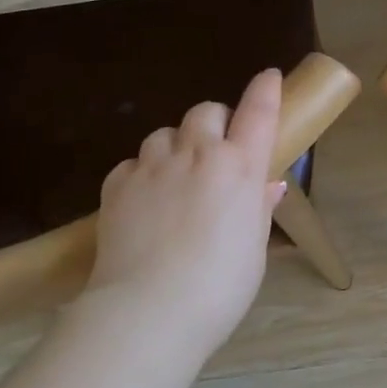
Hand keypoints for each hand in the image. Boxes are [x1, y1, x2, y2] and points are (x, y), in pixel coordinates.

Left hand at [86, 69, 286, 356]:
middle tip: (216, 150)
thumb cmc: (219, 287)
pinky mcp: (117, 184)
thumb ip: (259, 209)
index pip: (258, 112)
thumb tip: (267, 186)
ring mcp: (153, 166)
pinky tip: (144, 201)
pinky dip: (142, 173)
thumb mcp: (254, 249)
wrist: (148, 311)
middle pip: (206, 111)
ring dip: (176, 146)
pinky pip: (133, 162)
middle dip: (214, 122)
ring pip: (165, 133)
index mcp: (239, 167)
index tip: (268, 77)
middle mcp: (197, 154)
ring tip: (175, 178)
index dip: (265, 90)